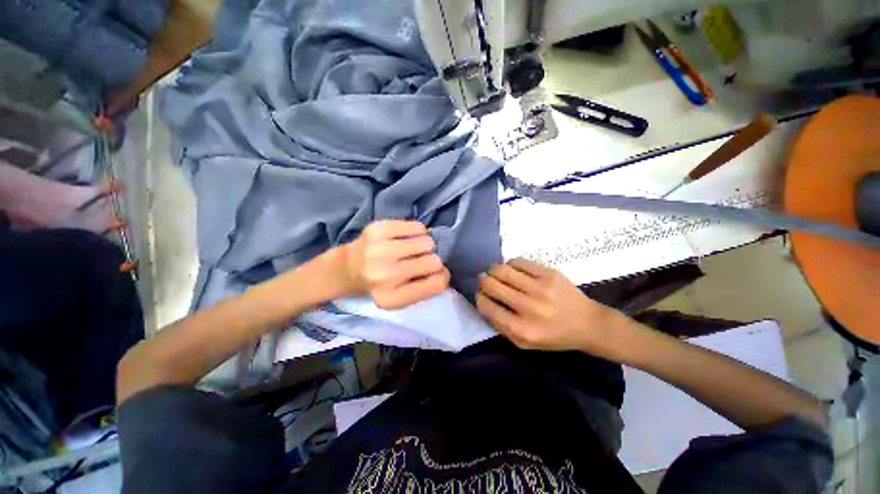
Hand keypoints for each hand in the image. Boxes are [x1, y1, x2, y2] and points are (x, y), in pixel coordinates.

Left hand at [340, 220, 449, 308]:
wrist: (347, 267)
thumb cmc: (380, 284)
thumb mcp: (401, 297)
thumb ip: (426, 288)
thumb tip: (444, 270)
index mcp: (392, 298)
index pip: (437, 283)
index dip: (442, 276)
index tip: (436, 273)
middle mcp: (384, 275)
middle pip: (434, 262)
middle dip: (432, 260)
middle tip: (419, 261)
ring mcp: (379, 250)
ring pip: (427, 242)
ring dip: (425, 246)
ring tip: (412, 249)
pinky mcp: (378, 229)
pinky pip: (417, 227)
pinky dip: (417, 232)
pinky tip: (407, 238)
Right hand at [476, 258, 622, 353]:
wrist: (588, 324)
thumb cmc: (553, 336)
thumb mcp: (524, 343)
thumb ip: (500, 326)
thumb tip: (483, 302)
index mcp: (522, 329)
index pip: (487, 306)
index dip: (479, 298)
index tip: (480, 295)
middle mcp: (529, 307)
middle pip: (491, 285)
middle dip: (482, 281)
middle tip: (484, 281)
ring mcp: (540, 288)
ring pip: (502, 270)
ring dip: (493, 270)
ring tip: (495, 273)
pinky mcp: (549, 273)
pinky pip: (518, 261)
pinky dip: (510, 264)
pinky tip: (512, 269)